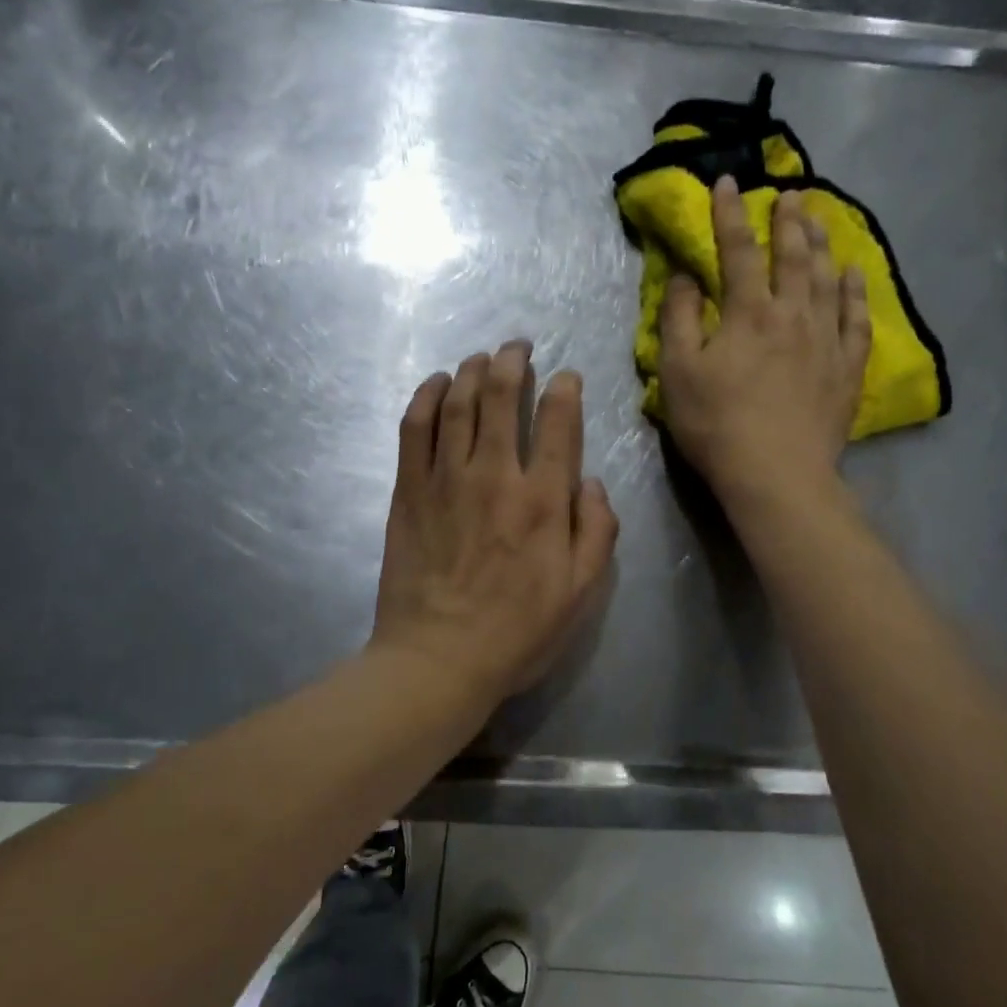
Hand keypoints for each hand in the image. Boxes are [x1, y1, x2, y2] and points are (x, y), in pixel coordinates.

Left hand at [371, 341, 619, 701]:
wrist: (437, 660)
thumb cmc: (517, 631)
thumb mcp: (581, 593)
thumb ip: (597, 531)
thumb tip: (591, 481)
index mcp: (543, 500)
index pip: (558, 422)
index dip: (564, 389)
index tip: (566, 376)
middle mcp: (495, 476)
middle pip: (501, 397)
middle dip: (513, 362)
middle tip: (518, 347)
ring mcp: (446, 479)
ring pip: (458, 403)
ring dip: (471, 370)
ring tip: (481, 356)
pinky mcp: (409, 490)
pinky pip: (414, 428)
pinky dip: (425, 397)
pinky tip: (436, 383)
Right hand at [658, 175, 870, 501]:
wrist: (776, 475)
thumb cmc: (717, 424)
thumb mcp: (677, 372)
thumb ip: (678, 319)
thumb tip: (686, 277)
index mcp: (748, 313)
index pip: (739, 251)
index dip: (731, 215)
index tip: (728, 183)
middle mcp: (793, 314)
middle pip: (793, 256)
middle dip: (789, 220)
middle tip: (792, 192)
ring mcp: (826, 340)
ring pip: (827, 279)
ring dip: (822, 245)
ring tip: (820, 220)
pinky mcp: (847, 368)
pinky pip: (856, 320)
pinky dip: (854, 293)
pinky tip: (852, 275)